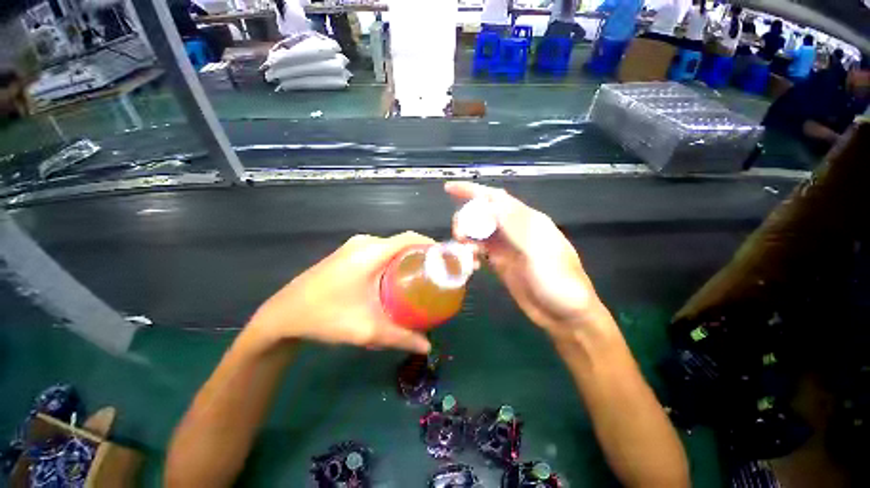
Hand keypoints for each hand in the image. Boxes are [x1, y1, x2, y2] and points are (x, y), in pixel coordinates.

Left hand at [248, 232, 433, 353]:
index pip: (410, 238)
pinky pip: (379, 252)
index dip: (430, 245)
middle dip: (421, 255)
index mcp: (371, 252)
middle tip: (435, 274)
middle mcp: (364, 243)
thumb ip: (401, 337)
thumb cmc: (326, 317)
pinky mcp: (347, 253)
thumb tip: (427, 346)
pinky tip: (395, 279)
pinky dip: (392, 261)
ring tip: (420, 278)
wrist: (282, 315)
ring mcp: (354, 247)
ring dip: (406, 258)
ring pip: (390, 247)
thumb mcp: (367, 329)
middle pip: (402, 242)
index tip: (445, 260)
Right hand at [446, 182, 604, 335]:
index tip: (449, 189)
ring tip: (462, 250)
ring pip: (479, 232)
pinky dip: (471, 254)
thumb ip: (515, 226)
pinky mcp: (501, 263)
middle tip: (458, 235)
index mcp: (528, 221)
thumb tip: (489, 203)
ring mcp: (507, 247)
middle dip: (466, 218)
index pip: (496, 198)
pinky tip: (472, 264)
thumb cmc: (559, 282)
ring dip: (467, 237)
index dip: (473, 191)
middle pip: (483, 214)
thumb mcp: (540, 252)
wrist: (565, 315)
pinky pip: (480, 251)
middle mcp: (515, 230)